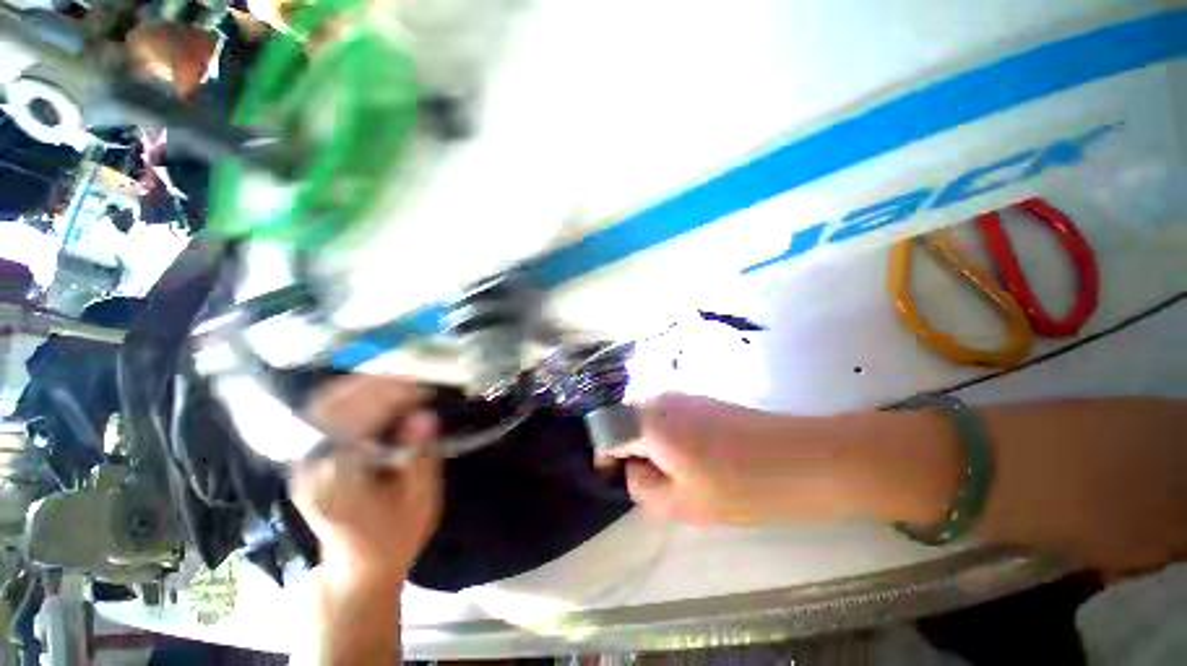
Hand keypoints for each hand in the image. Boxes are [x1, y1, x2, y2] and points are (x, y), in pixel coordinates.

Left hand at [290, 377, 441, 589]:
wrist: (357, 569)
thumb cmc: (394, 538)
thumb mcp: (419, 501)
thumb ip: (421, 457)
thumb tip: (425, 416)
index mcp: (336, 481)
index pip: (354, 422)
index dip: (389, 399)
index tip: (421, 390)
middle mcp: (311, 466)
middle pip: (331, 407)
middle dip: (373, 386)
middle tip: (412, 380)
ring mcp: (304, 461)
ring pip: (323, 406)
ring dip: (362, 387)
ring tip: (400, 382)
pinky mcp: (308, 457)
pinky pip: (325, 414)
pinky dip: (353, 397)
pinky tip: (379, 394)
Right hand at [607, 393, 848, 525]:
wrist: (807, 458)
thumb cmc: (742, 487)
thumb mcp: (683, 505)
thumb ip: (643, 489)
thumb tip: (633, 469)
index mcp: (651, 421)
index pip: (608, 431)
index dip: (606, 456)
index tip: (614, 478)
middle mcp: (662, 399)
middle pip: (627, 421)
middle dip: (631, 451)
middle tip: (653, 482)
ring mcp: (684, 395)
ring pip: (649, 418)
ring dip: (651, 445)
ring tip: (677, 474)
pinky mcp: (703, 399)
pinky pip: (670, 415)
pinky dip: (669, 436)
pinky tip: (695, 458)